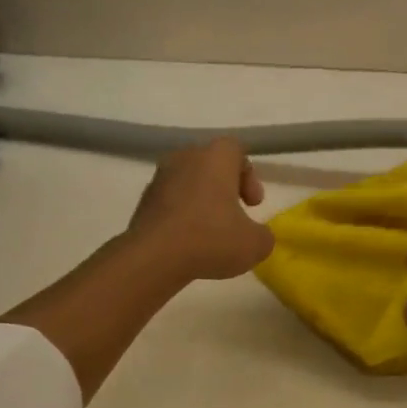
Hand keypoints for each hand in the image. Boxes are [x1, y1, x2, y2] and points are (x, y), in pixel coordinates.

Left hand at [125, 138, 273, 281]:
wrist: (153, 258)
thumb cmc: (210, 240)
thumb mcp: (255, 244)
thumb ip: (263, 235)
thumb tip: (256, 235)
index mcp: (215, 158)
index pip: (236, 149)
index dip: (249, 176)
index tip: (253, 204)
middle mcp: (185, 158)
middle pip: (210, 164)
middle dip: (225, 188)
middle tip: (235, 216)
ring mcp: (159, 179)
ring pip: (188, 183)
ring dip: (202, 202)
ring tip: (211, 233)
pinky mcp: (143, 202)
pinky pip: (170, 202)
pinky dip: (182, 216)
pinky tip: (189, 243)